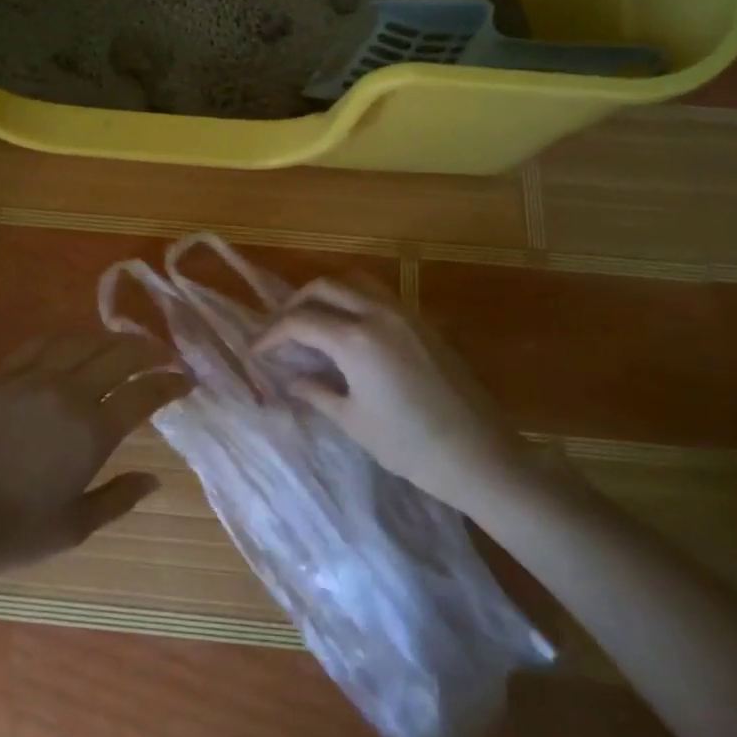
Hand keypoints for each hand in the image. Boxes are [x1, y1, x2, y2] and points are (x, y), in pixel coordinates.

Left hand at [0, 333, 187, 575]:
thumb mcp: (74, 527)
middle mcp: (69, 394)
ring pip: (83, 341)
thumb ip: (119, 497)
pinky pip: (42, 344)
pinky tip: (73, 345)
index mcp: (92, 432)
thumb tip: (155, 478)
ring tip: (124, 344)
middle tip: (164, 353)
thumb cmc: (13, 529)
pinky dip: (67, 340)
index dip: (171, 381)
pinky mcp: (3, 375)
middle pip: (119, 354)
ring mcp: (34, 378)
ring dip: (111, 338)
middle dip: (149, 349)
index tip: (187, 379)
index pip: (145, 392)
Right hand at [255, 278, 514, 506]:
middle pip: (324, 286)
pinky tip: (349, 329)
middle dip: (295, 303)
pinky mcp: (422, 322)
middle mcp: (377, 314)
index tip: (257, 349)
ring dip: (327, 293)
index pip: (300, 321)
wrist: (479, 456)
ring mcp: (404, 313)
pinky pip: (378, 294)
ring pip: (354, 280)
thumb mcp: (353, 421)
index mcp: (355, 339)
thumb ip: (316, 392)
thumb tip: (291, 380)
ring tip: (313, 320)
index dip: (272, 333)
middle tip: (281, 329)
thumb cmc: (409, 446)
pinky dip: (353, 299)